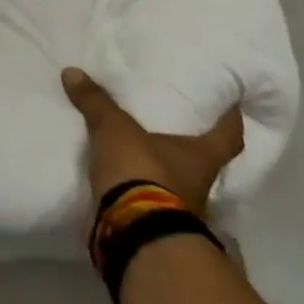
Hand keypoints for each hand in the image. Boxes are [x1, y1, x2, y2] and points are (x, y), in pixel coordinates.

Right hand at [61, 68, 243, 219]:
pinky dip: (139, 191)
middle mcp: (199, 186)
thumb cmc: (141, 172)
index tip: (231, 106)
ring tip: (140, 150)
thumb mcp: (114, 129)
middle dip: (189, 146)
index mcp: (200, 158)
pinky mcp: (155, 226)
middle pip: (203, 162)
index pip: (228, 137)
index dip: (231, 121)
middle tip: (172, 124)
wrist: (133, 232)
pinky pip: (150, 201)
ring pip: (177, 184)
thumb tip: (72, 72)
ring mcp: (180, 211)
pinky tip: (123, 179)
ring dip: (162, 171)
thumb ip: (96, 102)